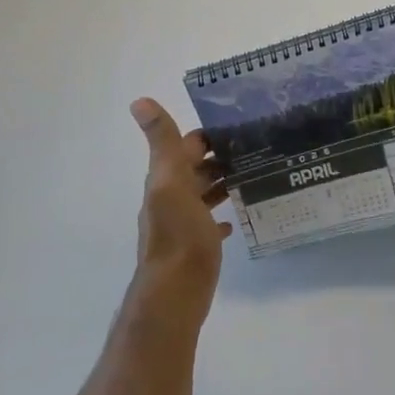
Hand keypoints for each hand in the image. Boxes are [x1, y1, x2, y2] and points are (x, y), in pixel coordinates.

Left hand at [127, 98, 233, 324]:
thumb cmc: (179, 235)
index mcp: (166, 179)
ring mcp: (182, 223)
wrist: (175, 294)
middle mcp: (171, 197)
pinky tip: (236, 215)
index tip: (240, 123)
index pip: (187, 144)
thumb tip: (138, 101)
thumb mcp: (171, 182)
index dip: (209, 132)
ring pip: (202, 193)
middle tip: (256, 146)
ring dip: (222, 181)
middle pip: (195, 168)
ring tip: (253, 173)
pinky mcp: (195, 245)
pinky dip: (221, 213)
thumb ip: (162, 142)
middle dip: (220, 155)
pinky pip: (209, 222)